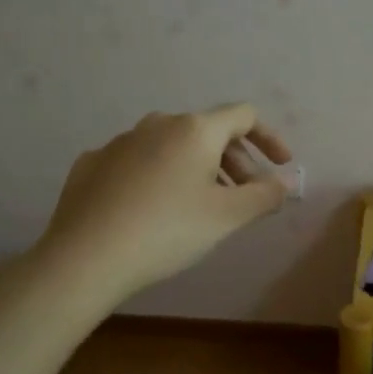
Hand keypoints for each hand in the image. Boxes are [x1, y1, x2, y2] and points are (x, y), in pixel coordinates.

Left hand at [35, 105, 292, 305]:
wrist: (86, 257)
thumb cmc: (168, 231)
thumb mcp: (227, 216)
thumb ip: (265, 195)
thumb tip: (286, 182)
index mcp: (194, 130)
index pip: (243, 116)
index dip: (269, 138)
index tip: (281, 166)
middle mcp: (157, 124)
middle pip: (208, 132)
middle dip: (235, 161)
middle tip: (245, 197)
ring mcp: (120, 141)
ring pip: (171, 147)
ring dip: (197, 169)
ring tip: (202, 206)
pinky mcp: (93, 164)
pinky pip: (138, 163)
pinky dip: (159, 178)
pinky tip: (154, 210)